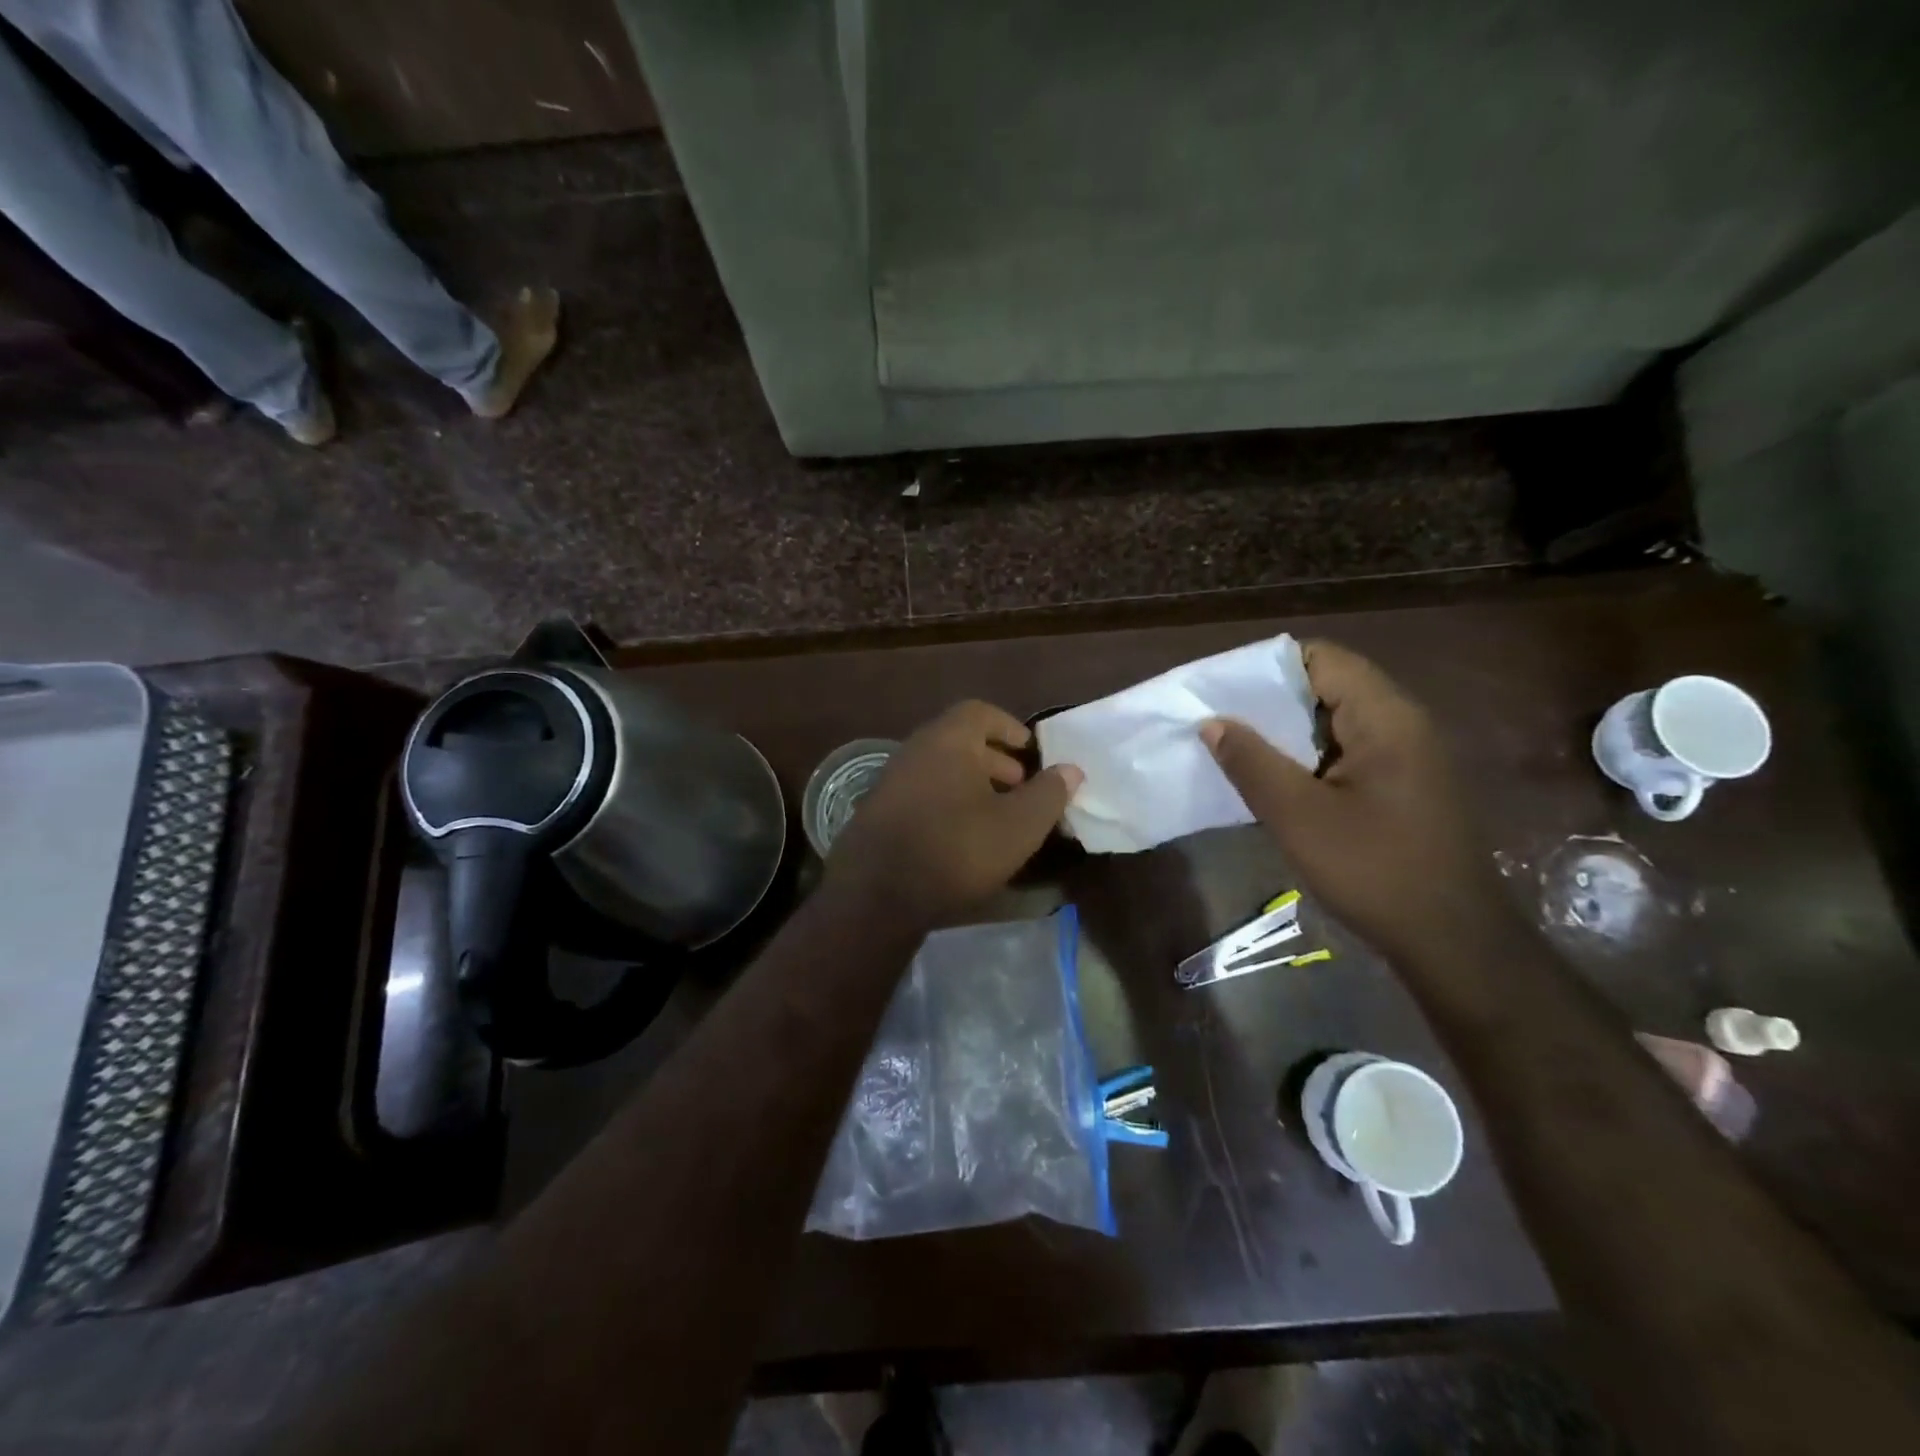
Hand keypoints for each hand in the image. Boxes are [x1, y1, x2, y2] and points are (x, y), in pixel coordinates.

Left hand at [824, 701, 1083, 926]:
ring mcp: (890, 780)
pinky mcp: (877, 811)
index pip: (979, 712)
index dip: (1008, 727)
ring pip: (940, 769)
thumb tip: (1070, 769)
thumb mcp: (1018, 826)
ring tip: (996, 814)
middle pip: (959, 740)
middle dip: (995, 759)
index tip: (1030, 751)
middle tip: (1020, 786)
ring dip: (971, 783)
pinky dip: (947, 801)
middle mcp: (915, 749)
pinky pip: (922, 792)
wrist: (875, 895)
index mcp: (947, 739)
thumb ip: (1048, 794)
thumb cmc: (956, 849)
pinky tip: (961, 836)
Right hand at [1200, 641, 1511, 965]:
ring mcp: (1408, 753)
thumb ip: (1251, 762)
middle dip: (1271, 699)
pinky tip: (1278, 780)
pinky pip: (1348, 748)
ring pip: (1336, 719)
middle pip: (1329, 684)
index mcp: (1385, 716)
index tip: (1222, 691)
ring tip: (1239, 748)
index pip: (1320, 658)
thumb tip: (1212, 722)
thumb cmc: (1372, 869)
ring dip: (1288, 730)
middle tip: (1220, 721)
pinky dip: (1309, 754)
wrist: (1451, 940)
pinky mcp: (1405, 783)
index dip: (1267, 667)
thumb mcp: (1297, 815)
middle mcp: (1403, 722)